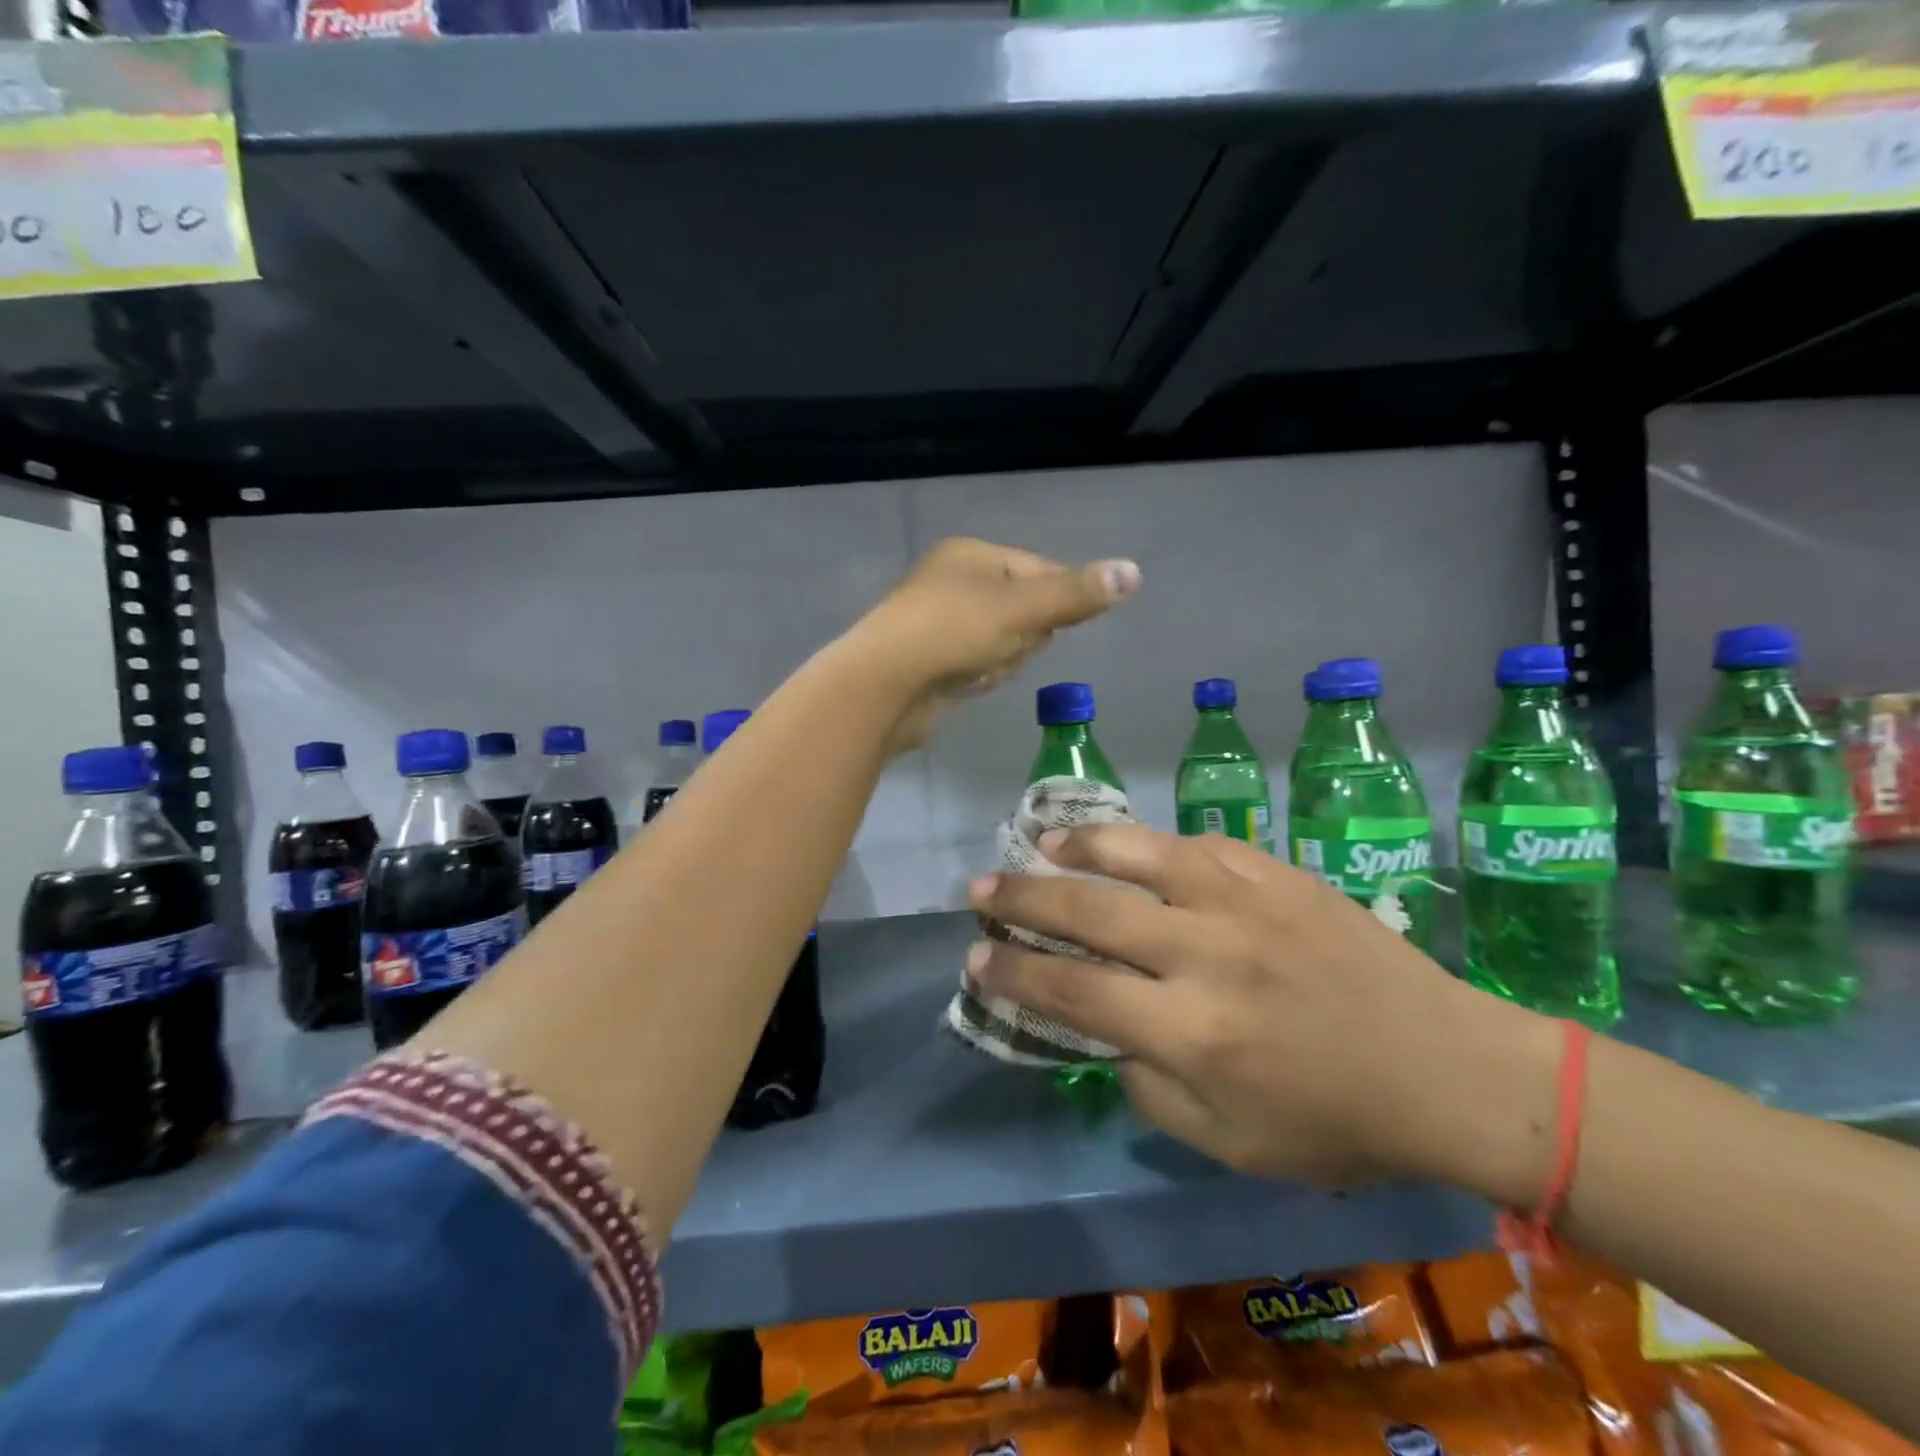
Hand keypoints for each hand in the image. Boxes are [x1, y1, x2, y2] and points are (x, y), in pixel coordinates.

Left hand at [841, 538, 1139, 751]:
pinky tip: (966, 683)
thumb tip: (1134, 572)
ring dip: (1002, 659)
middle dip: (1024, 635)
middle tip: (1003, 646)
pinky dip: (979, 676)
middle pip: (1023, 608)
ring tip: (979, 668)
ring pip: (1003, 640)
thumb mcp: (1022, 609)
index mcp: (971, 555)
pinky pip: (977, 663)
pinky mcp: (931, 660)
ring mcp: (939, 621)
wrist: (884, 687)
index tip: (1050, 626)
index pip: (1040, 568)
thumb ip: (1076, 594)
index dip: (1056, 600)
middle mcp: (953, 581)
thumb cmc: (953, 634)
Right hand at [966, 826, 1561, 1200]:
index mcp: (1191, 1032)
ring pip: (1140, 854)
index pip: (1073, 990)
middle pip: (1090, 911)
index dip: (1014, 972)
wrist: (1447, 1068)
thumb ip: (1150, 1086)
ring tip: (1042, 840)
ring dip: (1080, 846)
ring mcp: (1244, 902)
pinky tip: (1133, 846)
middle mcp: (1206, 954)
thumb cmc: (1336, 1123)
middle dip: (1023, 898)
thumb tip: (1108, 1029)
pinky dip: (1153, 844)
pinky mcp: (1278, 874)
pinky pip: (1199, 845)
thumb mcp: (1229, 1143)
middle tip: (981, 888)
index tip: (976, 957)